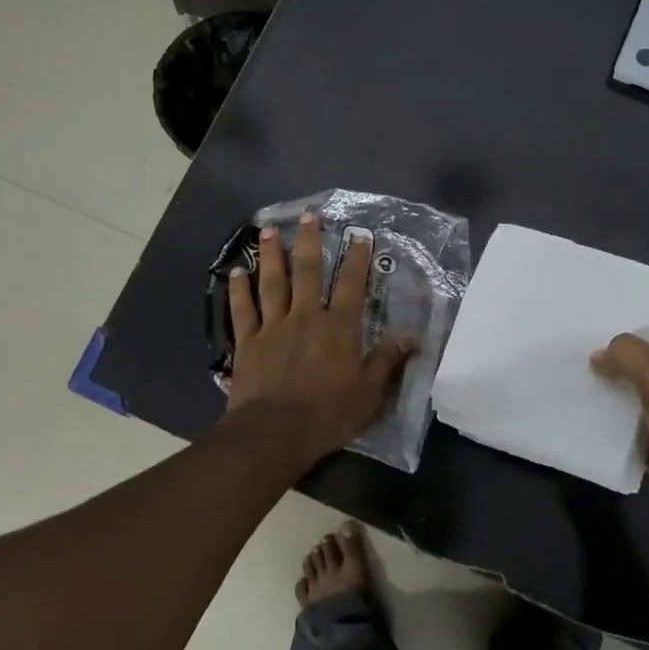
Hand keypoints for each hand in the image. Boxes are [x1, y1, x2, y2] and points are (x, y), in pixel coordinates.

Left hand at [226, 211, 414, 459]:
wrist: (275, 433)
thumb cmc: (328, 414)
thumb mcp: (369, 392)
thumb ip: (388, 360)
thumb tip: (412, 335)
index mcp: (339, 328)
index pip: (352, 285)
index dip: (357, 259)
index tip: (360, 235)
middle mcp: (306, 317)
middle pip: (309, 272)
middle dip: (311, 242)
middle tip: (308, 216)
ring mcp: (274, 326)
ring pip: (273, 283)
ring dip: (273, 255)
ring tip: (269, 230)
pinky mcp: (248, 342)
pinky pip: (243, 310)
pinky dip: (239, 290)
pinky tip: (236, 272)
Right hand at [591, 326, 648, 541]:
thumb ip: (628, 355)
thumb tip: (600, 357)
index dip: (638, 328)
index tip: (601, 327)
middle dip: (620, 361)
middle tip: (582, 353)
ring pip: (642, 397)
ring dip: (615, 394)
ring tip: (578, 380)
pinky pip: (637, 431)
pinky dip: (617, 427)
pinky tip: (588, 416)